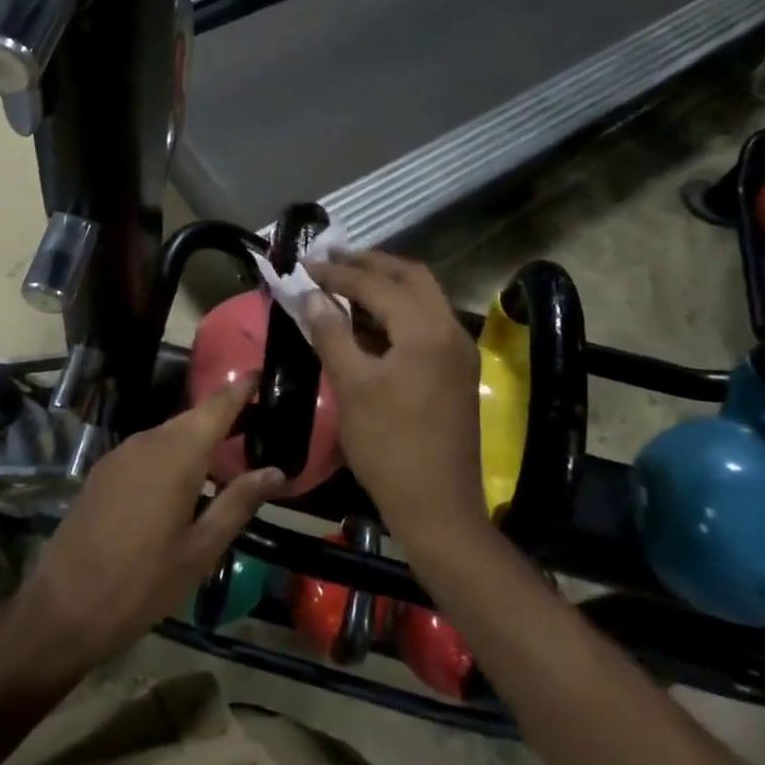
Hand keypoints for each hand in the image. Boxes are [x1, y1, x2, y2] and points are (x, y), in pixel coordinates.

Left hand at [18, 373, 283, 669]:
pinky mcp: (103, 471)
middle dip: (224, 416)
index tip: (263, 373)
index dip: (241, 387)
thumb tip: (276, 471)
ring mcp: (120, 454)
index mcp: (178, 454)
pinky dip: (171, 454)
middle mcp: (148, 441)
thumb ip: (238, 503)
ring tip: (226, 455)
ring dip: (196, 439)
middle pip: (193, 418)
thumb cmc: (144, 582)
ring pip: (168, 434)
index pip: (217, 406)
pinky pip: (146, 451)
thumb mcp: (201, 549)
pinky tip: (182, 482)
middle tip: (256, 424)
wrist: (64, 606)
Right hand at [303, 251, 484, 551]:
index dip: (338, 272)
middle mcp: (450, 330)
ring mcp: (458, 351)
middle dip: (369, 263)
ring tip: (344, 280)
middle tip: (331, 258)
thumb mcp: (352, 386)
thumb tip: (312, 296)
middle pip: (411, 277)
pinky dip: (396, 311)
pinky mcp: (456, 371)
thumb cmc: (389, 446)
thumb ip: (332, 333)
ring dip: (385, 284)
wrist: (438, 507)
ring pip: (422, 298)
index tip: (305, 264)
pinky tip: (367, 319)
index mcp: (426, 330)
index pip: (377, 284)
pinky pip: (425, 322)